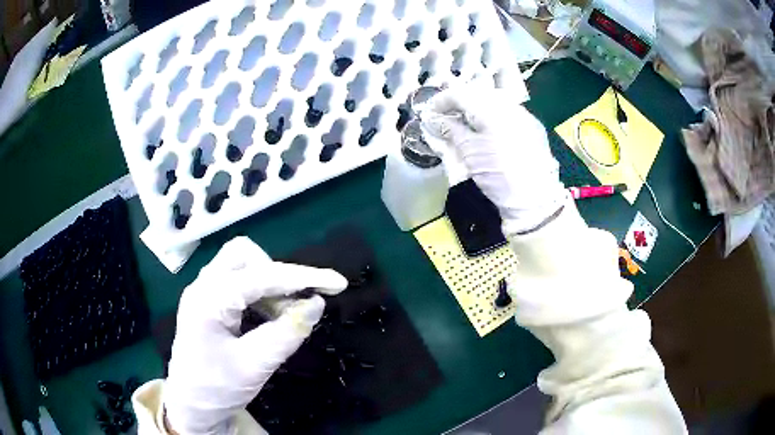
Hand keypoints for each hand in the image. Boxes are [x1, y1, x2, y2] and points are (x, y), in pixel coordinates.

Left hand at [163, 237, 347, 433]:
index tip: (337, 284)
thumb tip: (317, 303)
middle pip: (244, 255)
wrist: (191, 406)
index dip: (303, 277)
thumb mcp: (256, 366)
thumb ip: (287, 333)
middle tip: (296, 306)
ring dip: (270, 286)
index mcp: (209, 299)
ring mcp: (203, 292)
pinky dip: (260, 294)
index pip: (262, 276)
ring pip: (242, 266)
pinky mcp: (208, 302)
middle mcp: (203, 285)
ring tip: (284, 317)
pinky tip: (268, 317)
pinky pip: (238, 282)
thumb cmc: (217, 388)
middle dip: (277, 275)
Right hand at [423, 82, 566, 233]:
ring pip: (494, 103)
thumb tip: (435, 119)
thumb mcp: (470, 153)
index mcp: (492, 109)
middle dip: (460, 104)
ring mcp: (524, 116)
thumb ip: (451, 130)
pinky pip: (508, 114)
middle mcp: (509, 106)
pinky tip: (488, 131)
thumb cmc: (499, 175)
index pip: (461, 94)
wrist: (535, 199)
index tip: (431, 112)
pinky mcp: (533, 128)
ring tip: (465, 124)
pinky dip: (492, 118)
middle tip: (446, 117)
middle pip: (478, 95)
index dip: (442, 100)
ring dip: (476, 109)